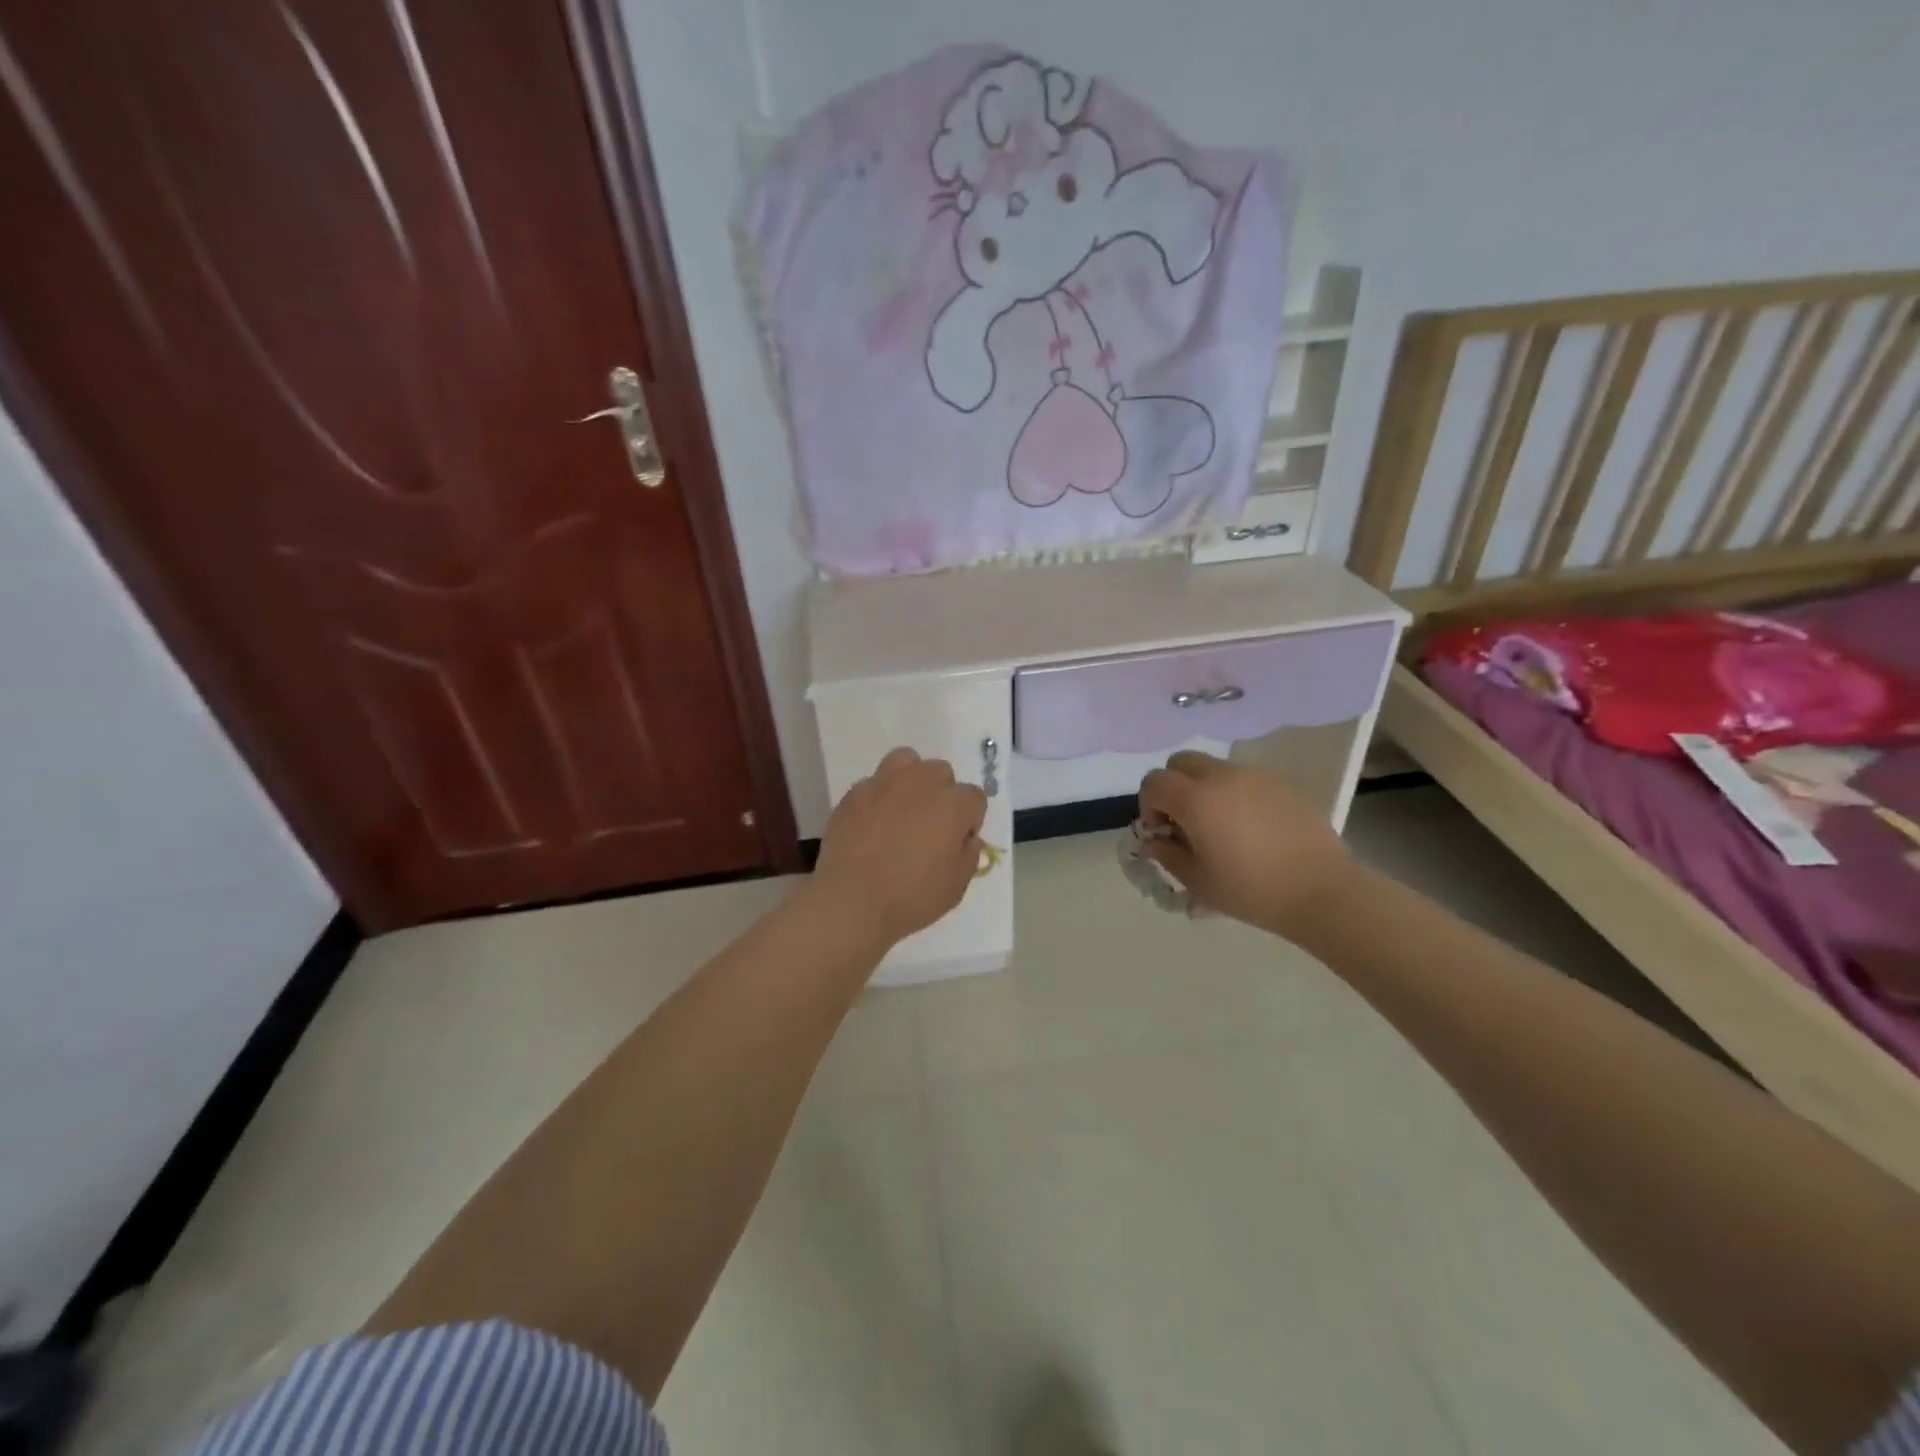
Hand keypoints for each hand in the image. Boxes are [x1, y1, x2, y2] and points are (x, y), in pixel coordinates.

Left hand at [809, 748, 987, 949]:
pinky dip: (878, 797)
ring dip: (910, 779)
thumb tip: (967, 838)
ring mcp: (884, 783)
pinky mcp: (854, 793)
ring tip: (902, 809)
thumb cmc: (911, 897)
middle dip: (941, 794)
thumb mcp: (956, 886)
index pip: (974, 798)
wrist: (851, 900)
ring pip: (906, 761)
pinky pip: (873, 783)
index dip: (969, 820)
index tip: (957, 843)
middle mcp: (922, 783)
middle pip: (941, 772)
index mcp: (953, 804)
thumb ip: (968, 855)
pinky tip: (871, 822)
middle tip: (930, 826)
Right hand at [1137, 750, 1358, 939]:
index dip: (1149, 805)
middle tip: (1185, 821)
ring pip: (1215, 768)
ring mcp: (1256, 776)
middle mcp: (1222, 777)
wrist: (1322, 891)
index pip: (1154, 782)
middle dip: (1174, 786)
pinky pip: (1245, 779)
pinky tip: (1252, 829)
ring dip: (1205, 789)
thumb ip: (1167, 854)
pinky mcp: (1282, 784)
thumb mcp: (1198, 881)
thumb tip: (1154, 839)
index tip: (1162, 832)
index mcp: (1196, 799)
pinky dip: (1236, 795)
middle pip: (1181, 762)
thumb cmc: (1251, 890)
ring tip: (1221, 827)